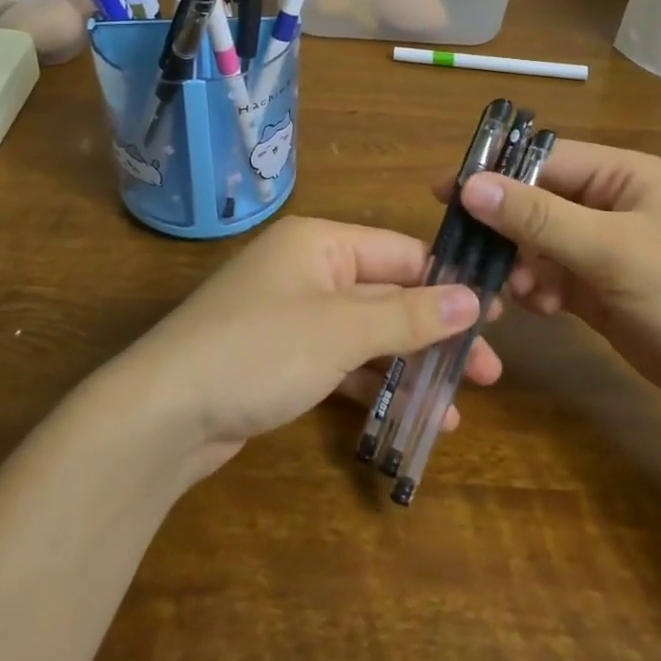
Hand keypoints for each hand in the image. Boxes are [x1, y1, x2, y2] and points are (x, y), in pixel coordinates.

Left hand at [122, 217, 502, 478]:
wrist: (163, 414)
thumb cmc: (260, 350)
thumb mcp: (341, 330)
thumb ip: (408, 314)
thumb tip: (472, 298)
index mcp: (321, 243)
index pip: (402, 253)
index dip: (450, 282)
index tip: (497, 315)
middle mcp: (309, 271)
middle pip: (388, 296)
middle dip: (436, 333)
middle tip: (489, 373)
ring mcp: (293, 317)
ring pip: (367, 335)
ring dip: (410, 366)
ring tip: (458, 405)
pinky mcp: (282, 360)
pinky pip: (341, 364)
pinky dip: (373, 385)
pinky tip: (409, 416)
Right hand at [450, 140, 660, 422]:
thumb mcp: (614, 250)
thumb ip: (538, 217)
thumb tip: (469, 184)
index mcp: (623, 175)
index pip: (543, 160)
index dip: (494, 174)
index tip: (444, 196)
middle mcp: (611, 205)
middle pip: (537, 203)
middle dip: (506, 229)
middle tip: (472, 256)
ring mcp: (607, 250)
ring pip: (540, 244)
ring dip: (521, 265)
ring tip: (516, 294)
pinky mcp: (604, 291)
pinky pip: (554, 278)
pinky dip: (539, 290)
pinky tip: (539, 309)